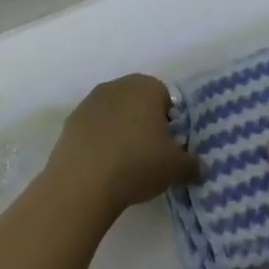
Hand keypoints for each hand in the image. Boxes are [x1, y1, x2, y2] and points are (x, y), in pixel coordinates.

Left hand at [44, 74, 200, 217]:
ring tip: (123, 164)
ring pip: (114, 115)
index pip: (165, 98)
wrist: (82, 182)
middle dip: (144, 124)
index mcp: (146, 87)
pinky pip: (93, 129)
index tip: (168, 147)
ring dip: (120, 132)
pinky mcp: (70, 122)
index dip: (169, 122)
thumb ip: (191, 164)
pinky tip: (102, 167)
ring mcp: (90, 102)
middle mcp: (117, 86)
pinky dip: (99, 143)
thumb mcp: (176, 168)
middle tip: (149, 155)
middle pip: (137, 103)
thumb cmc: (138, 163)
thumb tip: (198, 166)